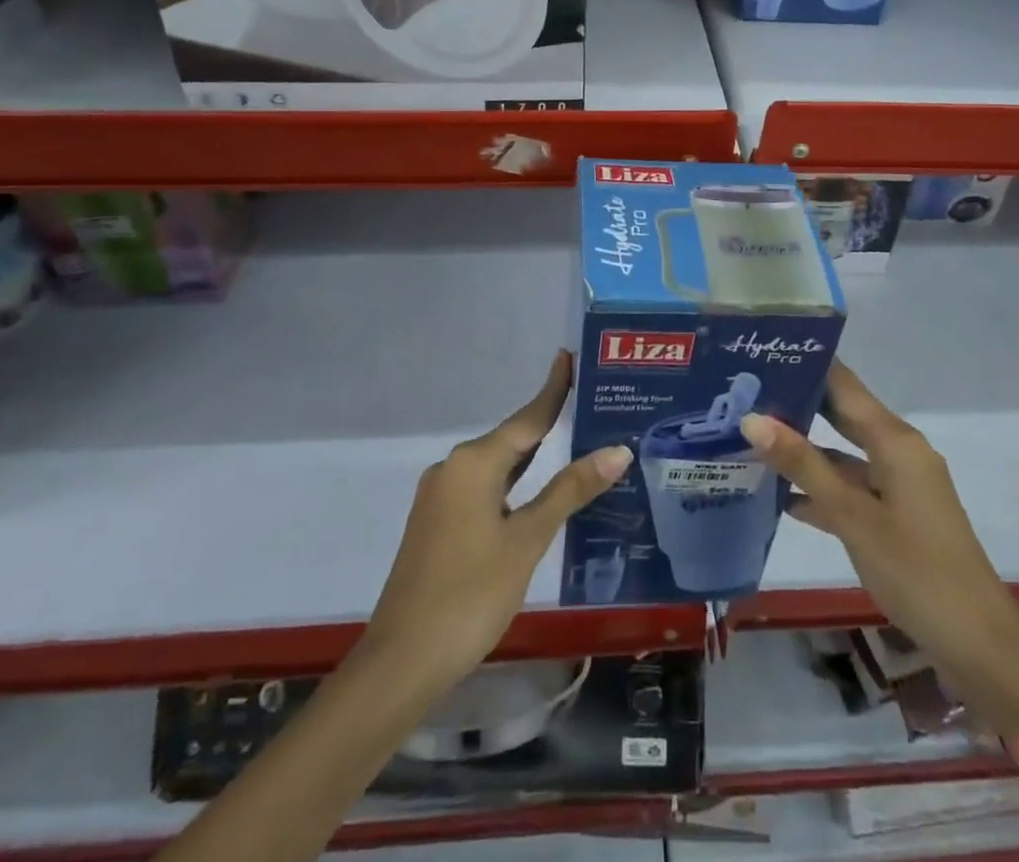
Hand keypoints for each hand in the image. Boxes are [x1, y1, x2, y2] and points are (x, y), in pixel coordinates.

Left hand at [360, 351, 631, 693]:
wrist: (402, 662)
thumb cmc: (470, 593)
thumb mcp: (528, 539)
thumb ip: (570, 490)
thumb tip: (617, 450)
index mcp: (474, 462)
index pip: (527, 417)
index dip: (553, 389)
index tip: (569, 356)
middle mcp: (453, 468)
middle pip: (511, 438)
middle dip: (548, 422)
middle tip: (588, 406)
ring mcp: (441, 497)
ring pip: (496, 466)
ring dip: (531, 456)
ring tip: (570, 442)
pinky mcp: (436, 524)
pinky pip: (483, 488)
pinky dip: (512, 483)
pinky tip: (533, 493)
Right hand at [738, 361, 1018, 712]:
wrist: (976, 643)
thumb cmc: (915, 569)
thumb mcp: (852, 516)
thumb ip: (803, 465)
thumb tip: (752, 417)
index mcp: (894, 439)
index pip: (843, 384)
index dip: (806, 364)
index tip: (761, 352)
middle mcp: (898, 450)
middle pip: (842, 413)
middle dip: (797, 402)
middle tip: (745, 391)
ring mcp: (898, 483)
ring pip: (843, 452)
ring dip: (803, 449)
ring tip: (750, 437)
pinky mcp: (896, 513)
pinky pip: (852, 486)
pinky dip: (821, 487)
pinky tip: (780, 497)